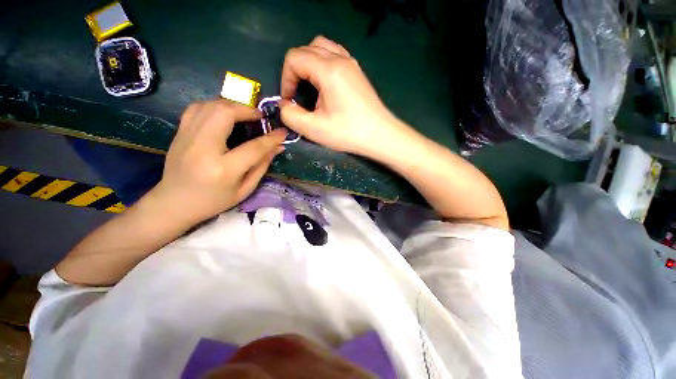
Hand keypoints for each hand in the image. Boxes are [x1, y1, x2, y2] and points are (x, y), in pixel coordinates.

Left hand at [153, 100, 286, 224]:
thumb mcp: (245, 189)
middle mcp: (203, 148)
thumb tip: (278, 147)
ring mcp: (187, 137)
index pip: (253, 147)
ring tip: (244, 114)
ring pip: (209, 106)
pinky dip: (214, 106)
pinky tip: (223, 115)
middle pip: (225, 113)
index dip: (271, 138)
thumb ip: (262, 166)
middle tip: (259, 117)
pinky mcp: (179, 133)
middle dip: (247, 110)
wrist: (173, 203)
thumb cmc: (214, 201)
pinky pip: (196, 108)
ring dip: (231, 106)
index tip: (283, 132)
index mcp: (224, 169)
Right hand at [280, 36, 410, 157]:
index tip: (290, 101)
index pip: (294, 58)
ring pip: (322, 47)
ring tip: (311, 87)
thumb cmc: (348, 132)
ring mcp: (352, 63)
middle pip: (306, 49)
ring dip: (309, 64)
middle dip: (295, 71)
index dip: (286, 79)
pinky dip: (324, 64)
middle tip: (298, 95)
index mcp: (328, 69)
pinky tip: (326, 84)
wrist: (380, 135)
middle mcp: (340, 58)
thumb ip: (291, 116)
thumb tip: (284, 105)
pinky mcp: (358, 72)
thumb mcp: (314, 129)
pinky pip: (335, 55)